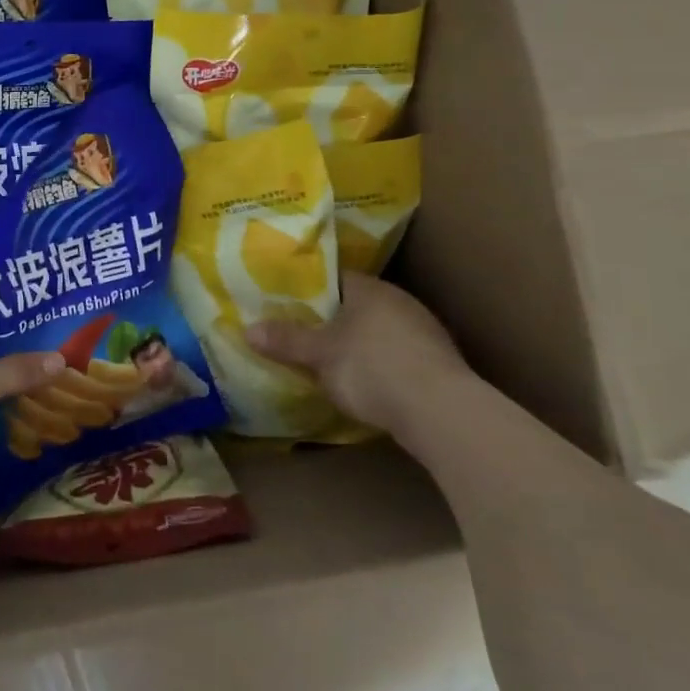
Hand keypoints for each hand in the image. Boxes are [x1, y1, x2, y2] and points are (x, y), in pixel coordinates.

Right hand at [247, 272, 469, 434]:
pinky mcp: (439, 364)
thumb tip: (248, 329)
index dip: (311, 290)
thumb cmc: (372, 368)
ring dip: (360, 344)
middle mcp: (400, 301)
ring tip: (332, 361)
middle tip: (305, 333)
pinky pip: (399, 356)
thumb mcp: (319, 355)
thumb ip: (286, 341)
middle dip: (334, 319)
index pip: (335, 278)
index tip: (289, 303)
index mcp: (370, 289)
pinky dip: (382, 365)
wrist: (441, 412)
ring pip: (380, 331)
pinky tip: (369, 384)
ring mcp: (425, 332)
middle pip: (358, 304)